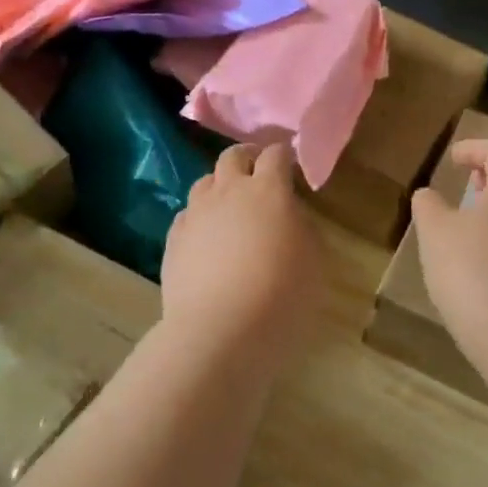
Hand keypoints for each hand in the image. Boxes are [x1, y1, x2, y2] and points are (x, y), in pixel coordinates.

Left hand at [162, 143, 323, 367]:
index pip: (275, 154)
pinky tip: (207, 239)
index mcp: (268, 190)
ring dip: (220, 187)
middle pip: (233, 156)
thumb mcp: (314, 259)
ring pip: (204, 182)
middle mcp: (228, 192)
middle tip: (258, 175)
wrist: (221, 332)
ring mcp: (196, 214)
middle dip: (247, 159)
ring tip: (230, 207)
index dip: (284, 155)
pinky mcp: (174, 240)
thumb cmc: (282, 296)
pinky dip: (200, 218)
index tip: (292, 167)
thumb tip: (288, 213)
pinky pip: (187, 215)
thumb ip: (301, 225)